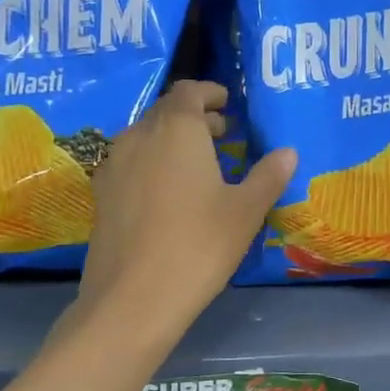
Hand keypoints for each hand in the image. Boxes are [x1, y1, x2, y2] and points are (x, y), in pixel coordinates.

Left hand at [80, 80, 295, 327]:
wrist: (132, 299)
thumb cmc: (198, 245)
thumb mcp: (245, 212)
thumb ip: (268, 176)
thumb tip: (287, 152)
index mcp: (176, 129)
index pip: (189, 91)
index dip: (209, 93)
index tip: (227, 103)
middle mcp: (139, 136)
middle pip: (165, 112)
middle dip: (194, 117)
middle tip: (222, 134)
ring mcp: (113, 166)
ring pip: (145, 137)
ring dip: (171, 139)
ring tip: (198, 163)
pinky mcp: (102, 195)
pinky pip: (130, 163)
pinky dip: (152, 163)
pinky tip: (168, 193)